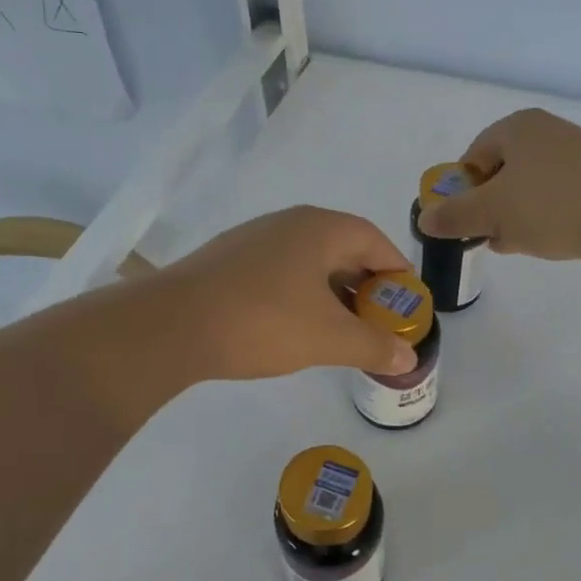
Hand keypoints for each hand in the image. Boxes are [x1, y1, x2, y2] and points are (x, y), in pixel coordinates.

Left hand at [156, 206, 417, 380]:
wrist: (172, 325)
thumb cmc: (263, 321)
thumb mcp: (329, 338)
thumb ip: (374, 345)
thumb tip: (408, 356)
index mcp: (320, 228)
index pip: (375, 240)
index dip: (397, 271)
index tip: (408, 303)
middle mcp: (288, 224)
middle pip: (343, 248)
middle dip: (366, 285)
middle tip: (379, 321)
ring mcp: (254, 240)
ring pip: (309, 262)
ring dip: (333, 293)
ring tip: (343, 330)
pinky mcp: (229, 262)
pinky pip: (281, 272)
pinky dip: (301, 295)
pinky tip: (297, 327)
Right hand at [416, 108, 580, 260]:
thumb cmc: (550, 206)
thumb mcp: (491, 214)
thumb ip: (454, 216)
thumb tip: (425, 219)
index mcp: (517, 127)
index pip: (472, 157)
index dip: (463, 192)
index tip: (467, 222)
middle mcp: (547, 130)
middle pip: (501, 172)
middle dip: (491, 207)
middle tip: (492, 236)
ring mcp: (578, 151)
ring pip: (530, 186)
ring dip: (517, 216)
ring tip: (521, 243)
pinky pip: (559, 194)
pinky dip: (548, 215)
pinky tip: (550, 240)